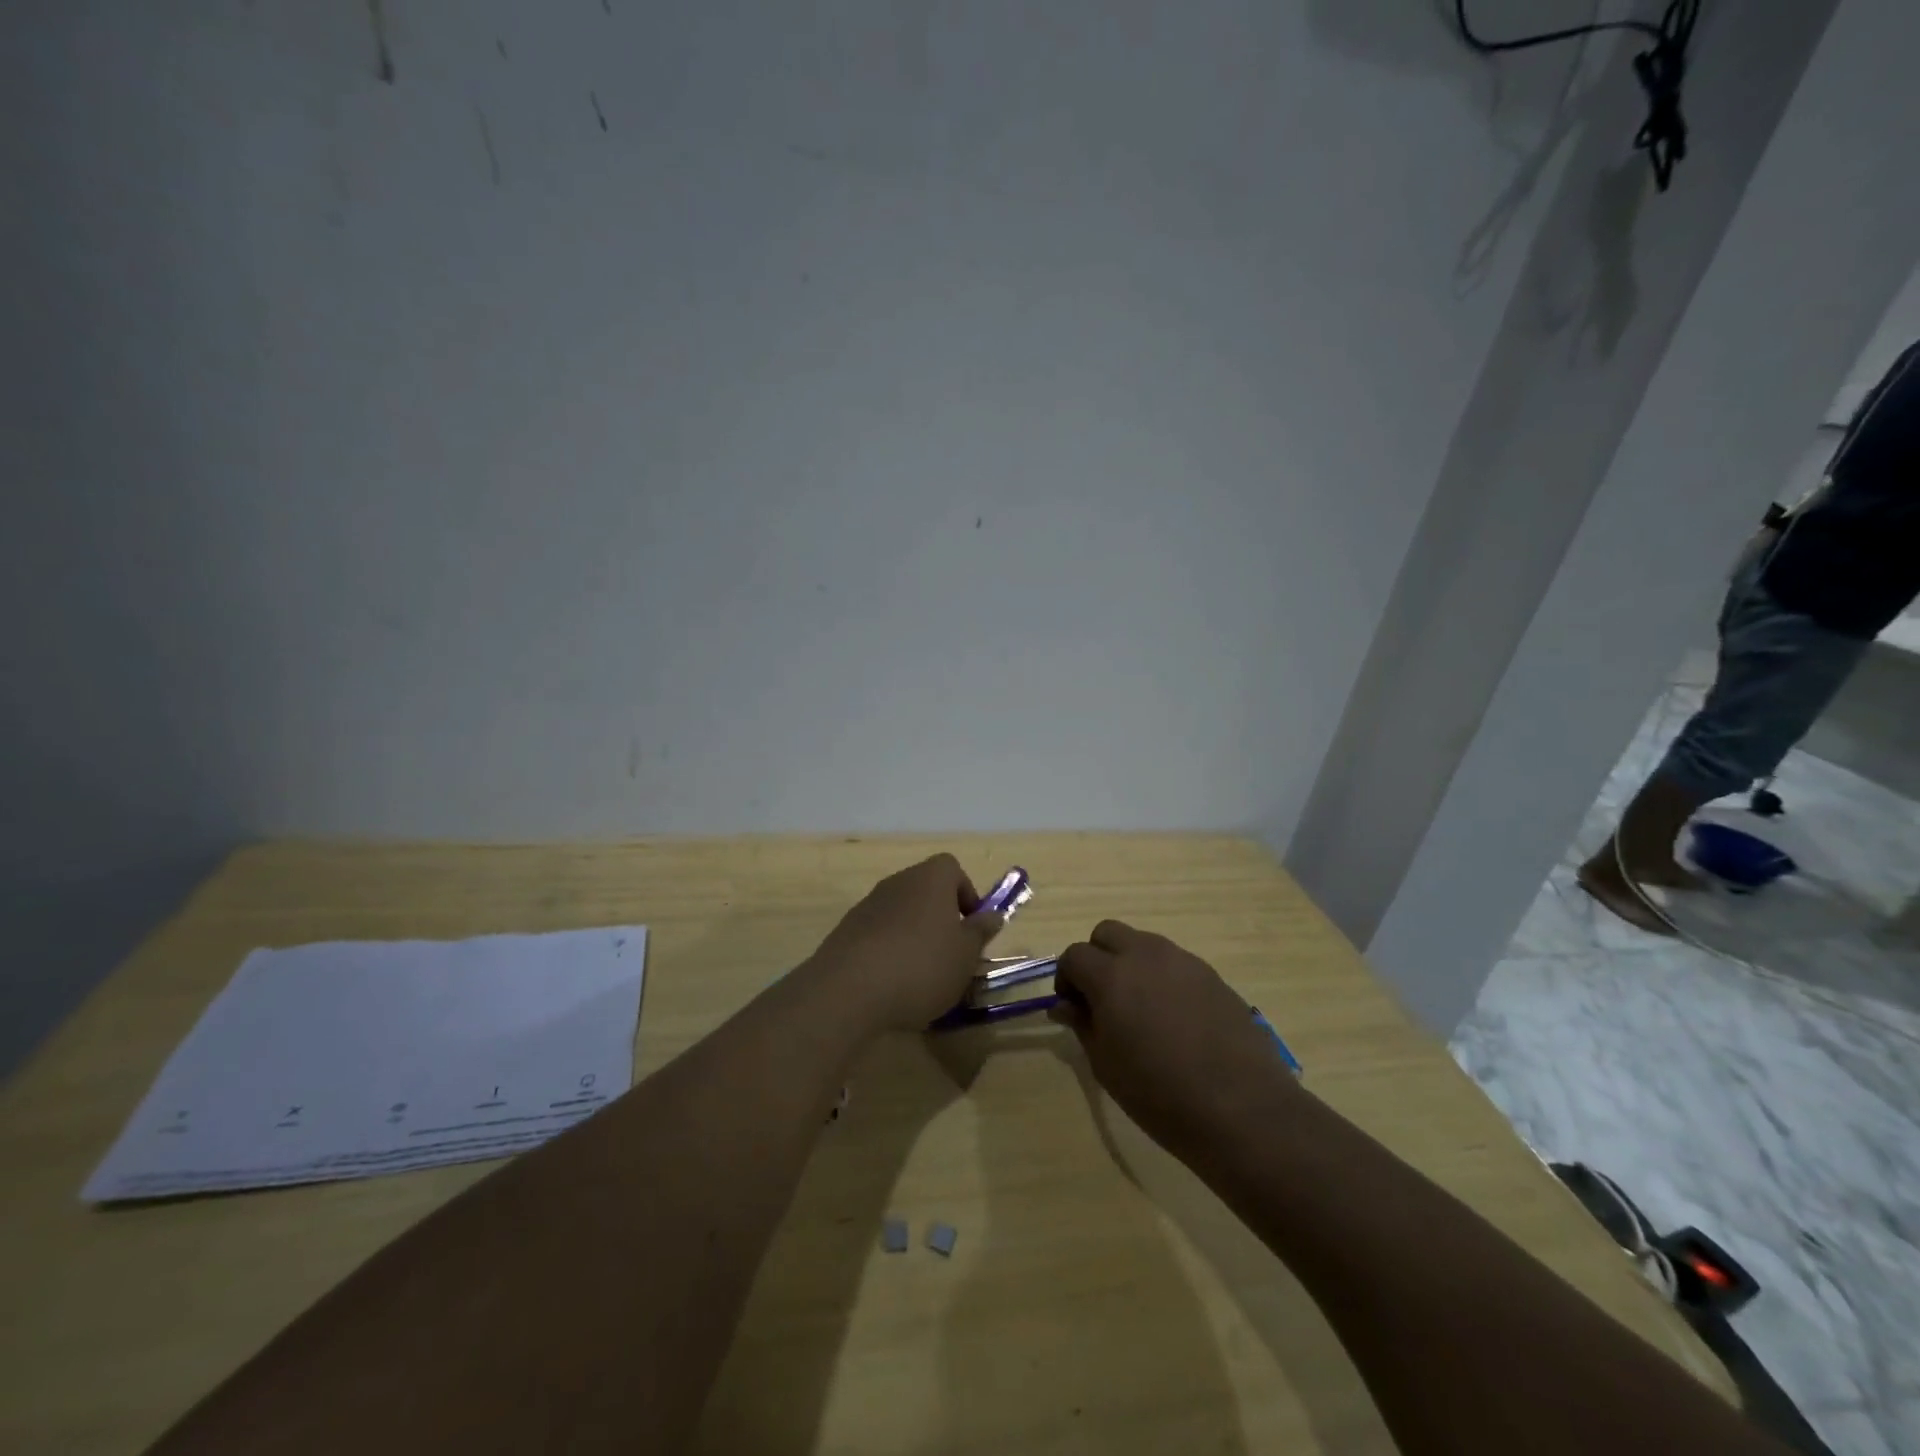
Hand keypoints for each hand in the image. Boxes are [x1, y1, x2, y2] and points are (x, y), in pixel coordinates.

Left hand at [805, 855, 1001, 1033]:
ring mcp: (868, 905)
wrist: (849, 989)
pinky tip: (890, 984)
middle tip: (950, 954)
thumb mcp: (965, 954)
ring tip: (921, 976)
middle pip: (925, 891)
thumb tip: (991, 915)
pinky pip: (877, 934)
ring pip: (901, 913)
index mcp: (930, 879)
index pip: (952, 869)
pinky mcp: (846, 931)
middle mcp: (898, 882)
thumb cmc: (922, 965)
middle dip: (940, 919)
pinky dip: (888, 951)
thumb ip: (980, 932)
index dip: (966, 894)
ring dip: (913, 936)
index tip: (971, 928)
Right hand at [1053, 921, 1297, 1156]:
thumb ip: (1083, 1025)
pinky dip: (1162, 978)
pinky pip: (1175, 963)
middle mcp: (1146, 955)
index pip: (1075, 955)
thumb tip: (1065, 1005)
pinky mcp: (1212, 975)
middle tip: (1101, 998)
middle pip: (1108, 933)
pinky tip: (1174, 1018)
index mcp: (1112, 975)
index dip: (1066, 978)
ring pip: (1144, 943)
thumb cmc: (1160, 1094)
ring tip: (1139, 1009)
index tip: (1072, 1008)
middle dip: (1097, 958)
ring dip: (1131, 964)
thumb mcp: (1107, 1066)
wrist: (1242, 1109)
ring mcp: (1183, 961)